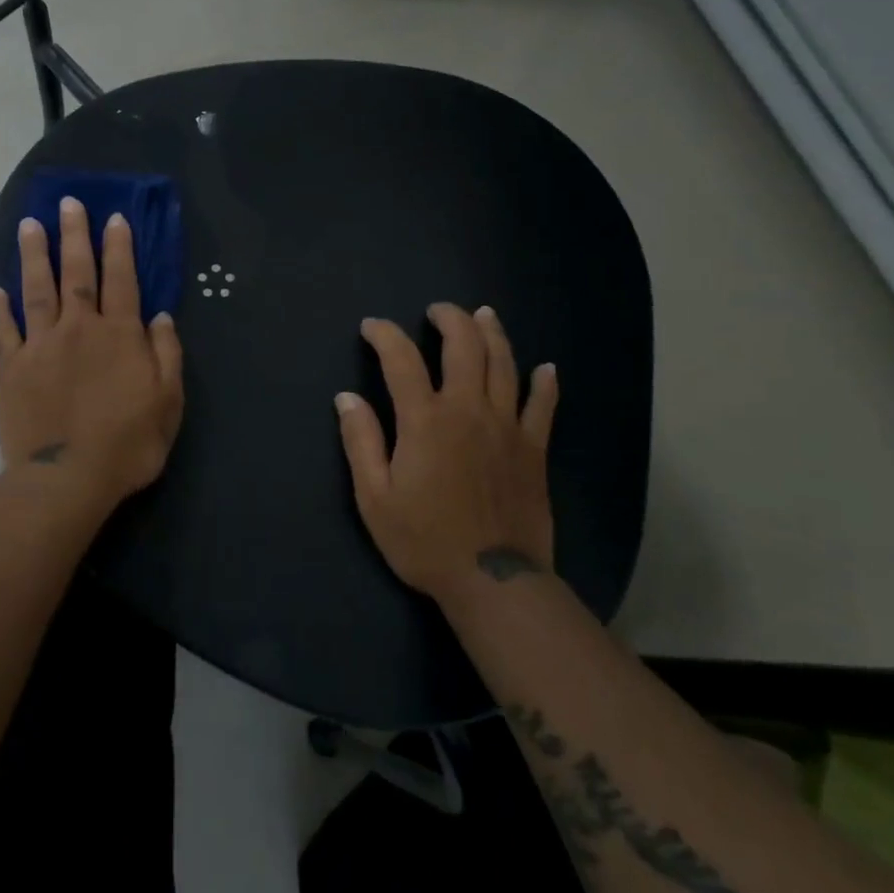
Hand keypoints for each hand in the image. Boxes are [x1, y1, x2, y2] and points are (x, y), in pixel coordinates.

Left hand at [0, 196, 184, 518]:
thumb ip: (166, 355)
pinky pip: (3, 331)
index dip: (119, 247)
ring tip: (29, 224)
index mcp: (119, 335)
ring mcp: (40, 346)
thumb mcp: (168, 403)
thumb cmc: (127, 444)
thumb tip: (161, 317)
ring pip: (37, 290)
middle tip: (69, 203)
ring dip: (34, 256)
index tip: (113, 218)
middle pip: (77, 273)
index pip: (122, 280)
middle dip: (74, 235)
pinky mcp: (11, 369)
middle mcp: (78, 329)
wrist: (66, 480)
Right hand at [336, 303, 558, 605]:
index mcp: (425, 420)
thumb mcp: (374, 497)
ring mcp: (507, 426)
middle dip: (449, 318)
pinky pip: (543, 406)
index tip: (371, 327)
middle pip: (464, 346)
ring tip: (483, 314)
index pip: (401, 359)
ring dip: (492, 333)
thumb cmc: (424, 540)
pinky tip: (547, 368)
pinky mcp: (533, 448)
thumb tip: (346, 398)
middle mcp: (468, 410)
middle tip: (437, 310)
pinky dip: (545, 384)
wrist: (492, 582)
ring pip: (504, 364)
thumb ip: (360, 442)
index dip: (384, 335)